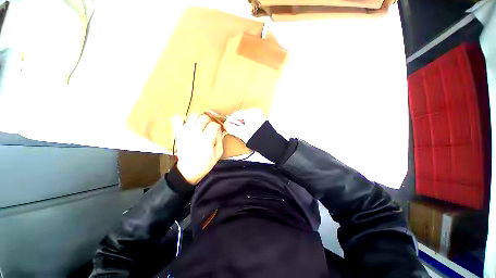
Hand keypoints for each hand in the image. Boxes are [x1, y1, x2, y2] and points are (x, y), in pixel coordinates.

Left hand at [172, 114, 223, 184]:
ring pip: (193, 116)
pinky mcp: (178, 133)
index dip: (218, 127)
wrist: (188, 170)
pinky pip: (177, 119)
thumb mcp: (218, 153)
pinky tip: (188, 124)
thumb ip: (220, 140)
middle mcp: (195, 132)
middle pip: (204, 117)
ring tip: (200, 125)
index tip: (218, 130)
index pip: (214, 124)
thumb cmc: (205, 163)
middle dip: (209, 121)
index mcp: (206, 138)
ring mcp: (185, 131)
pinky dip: (183, 119)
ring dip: (199, 118)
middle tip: (210, 127)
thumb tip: (220, 130)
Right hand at [224, 109, 265, 143]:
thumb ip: (231, 128)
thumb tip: (226, 125)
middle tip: (234, 130)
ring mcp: (260, 117)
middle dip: (236, 124)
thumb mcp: (241, 133)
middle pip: (241, 117)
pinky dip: (248, 127)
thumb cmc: (257, 137)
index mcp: (251, 113)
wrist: (270, 143)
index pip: (236, 114)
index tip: (227, 126)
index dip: (230, 120)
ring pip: (246, 120)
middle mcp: (256, 113)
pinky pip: (251, 123)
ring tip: (241, 133)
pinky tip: (248, 133)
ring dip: (242, 126)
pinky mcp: (262, 123)